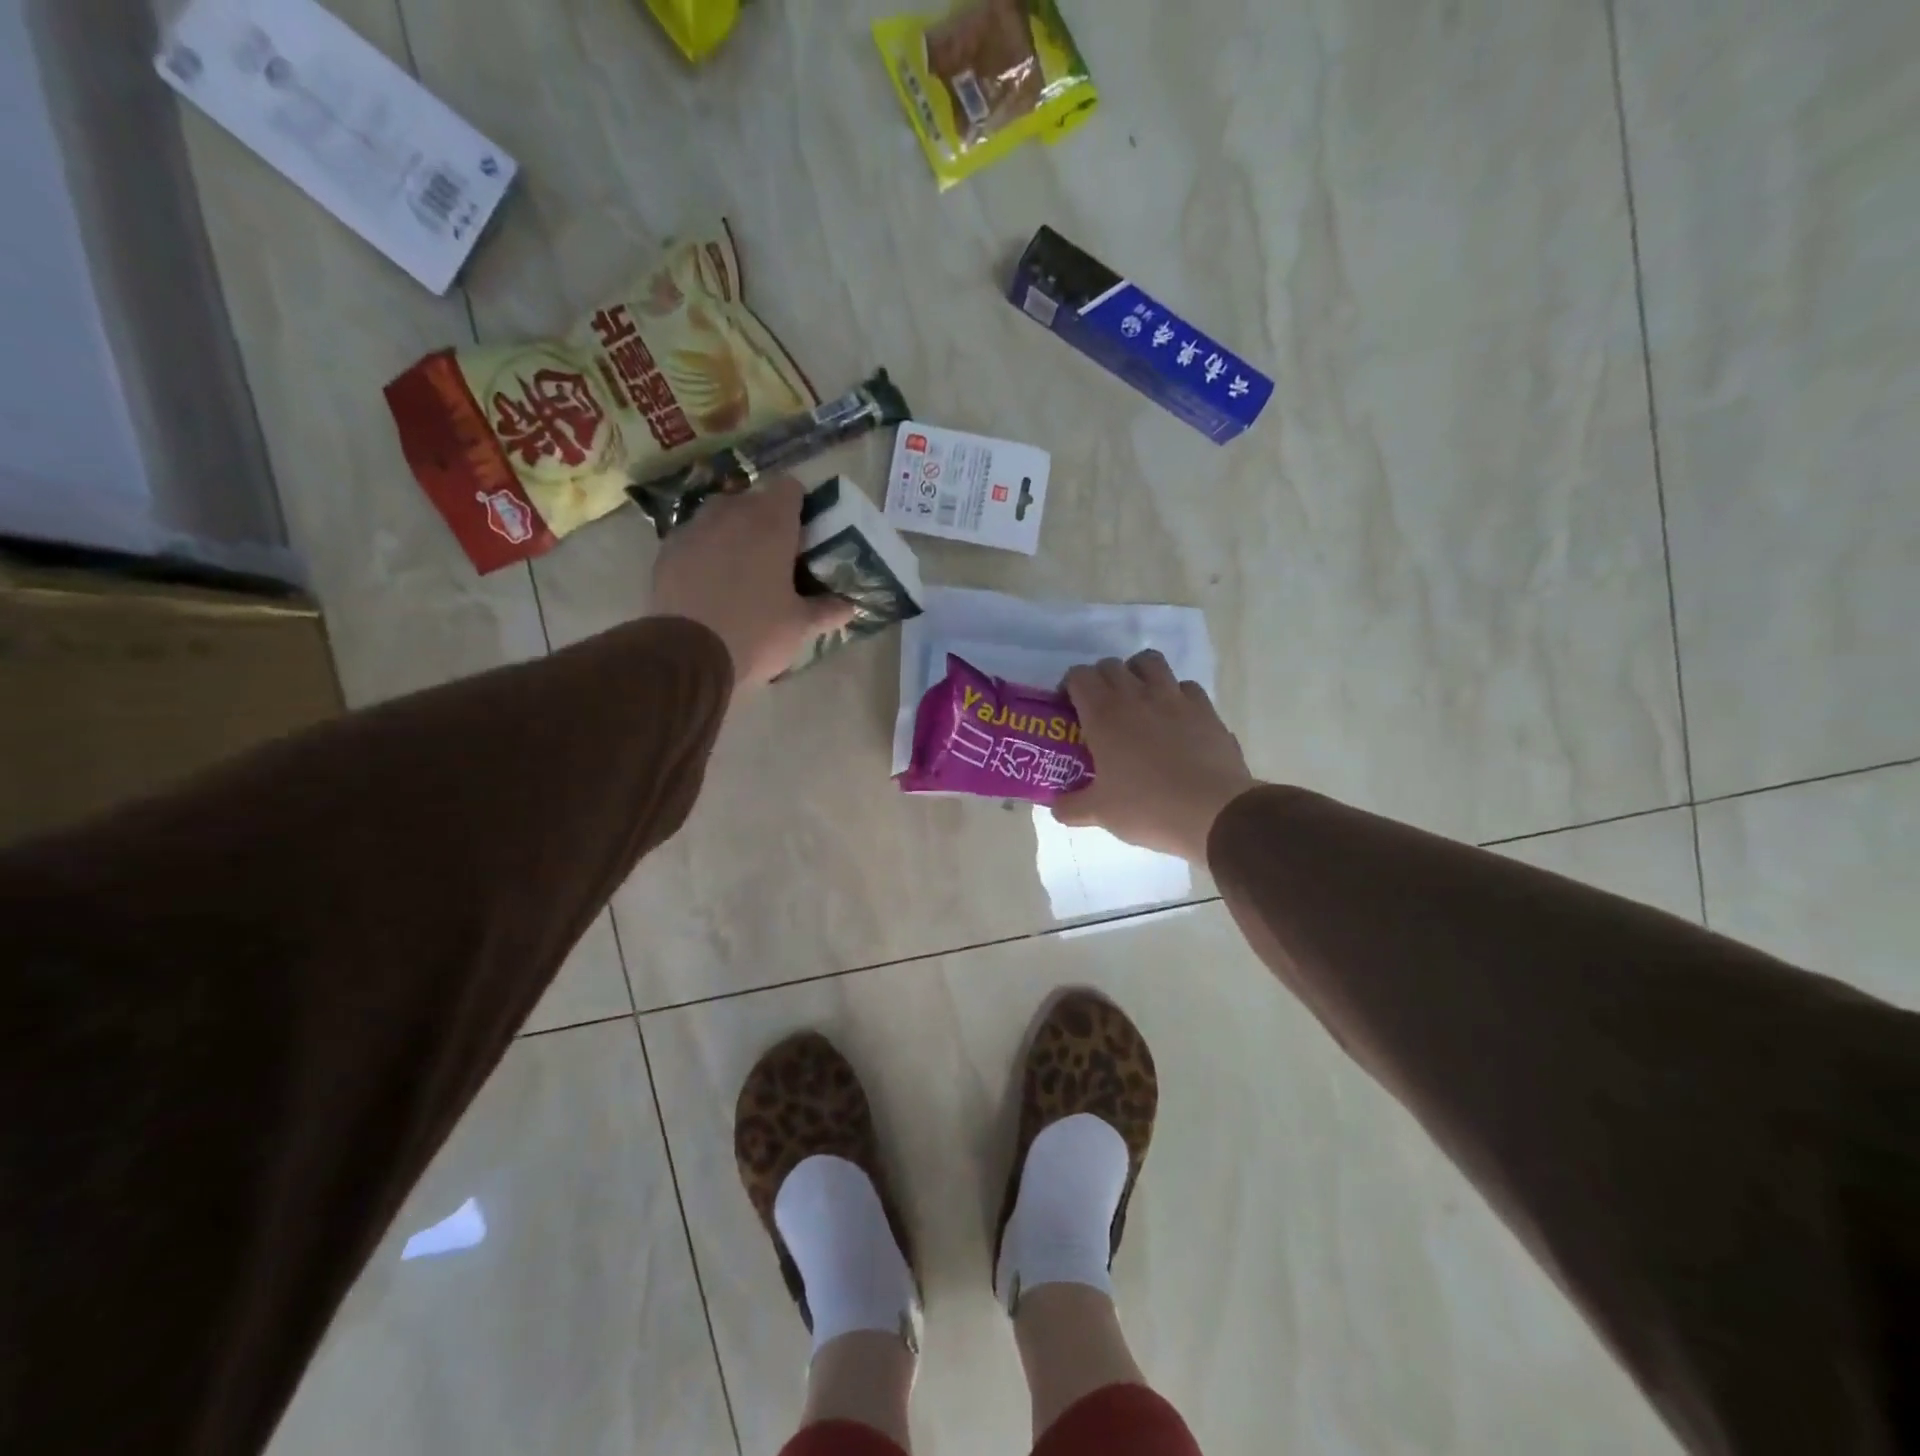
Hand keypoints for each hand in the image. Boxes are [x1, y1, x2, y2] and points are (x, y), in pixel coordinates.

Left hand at [648, 476, 854, 690]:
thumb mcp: (800, 626)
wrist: (688, 654)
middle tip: (777, 556)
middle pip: (754, 499)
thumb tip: (849, 607)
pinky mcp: (667, 549)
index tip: (805, 534)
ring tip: (741, 568)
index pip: (791, 487)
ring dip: (733, 532)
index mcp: (772, 523)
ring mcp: (694, 528)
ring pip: (720, 516)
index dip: (800, 506)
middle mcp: (732, 513)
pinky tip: (710, 582)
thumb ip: (826, 610)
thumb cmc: (756, 633)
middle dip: (766, 520)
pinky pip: (694, 538)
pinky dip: (705, 551)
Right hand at [1051, 650, 1256, 860]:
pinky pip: (1185, 686)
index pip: (1079, 676)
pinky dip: (1175, 695)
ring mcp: (1175, 698)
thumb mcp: (1100, 813)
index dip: (1070, 687)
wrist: (1215, 813)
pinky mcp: (1206, 709)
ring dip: (1137, 674)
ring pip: (1150, 662)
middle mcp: (1137, 695)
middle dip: (1101, 680)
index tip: (1069, 709)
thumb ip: (1071, 806)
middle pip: (1111, 665)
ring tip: (1137, 701)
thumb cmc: (1148, 808)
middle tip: (1099, 710)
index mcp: (1104, 714)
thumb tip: (1056, 806)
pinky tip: (1174, 719)